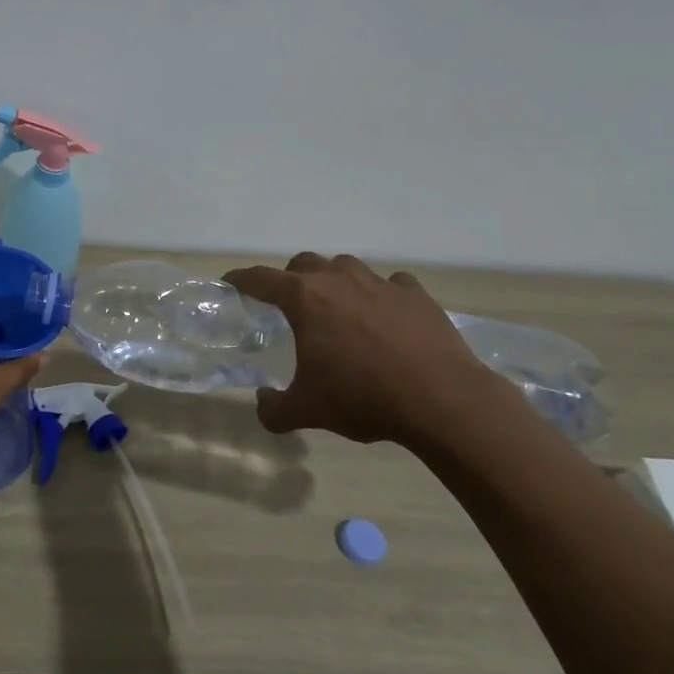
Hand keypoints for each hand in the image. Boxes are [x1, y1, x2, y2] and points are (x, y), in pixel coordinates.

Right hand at [224, 252, 503, 446]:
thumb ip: (274, 409)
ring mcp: (380, 283)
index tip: (230, 282)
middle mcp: (338, 279)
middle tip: (290, 305)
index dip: (241, 279)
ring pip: (346, 267)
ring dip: (335, 281)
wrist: (442, 400)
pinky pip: (391, 284)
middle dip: (290, 278)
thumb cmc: (363, 398)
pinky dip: (382, 295)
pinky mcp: (416, 294)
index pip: (260, 279)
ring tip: (339, 309)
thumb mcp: (307, 411)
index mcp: (304, 299)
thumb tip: (262, 402)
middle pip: (303, 263)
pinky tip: (386, 317)